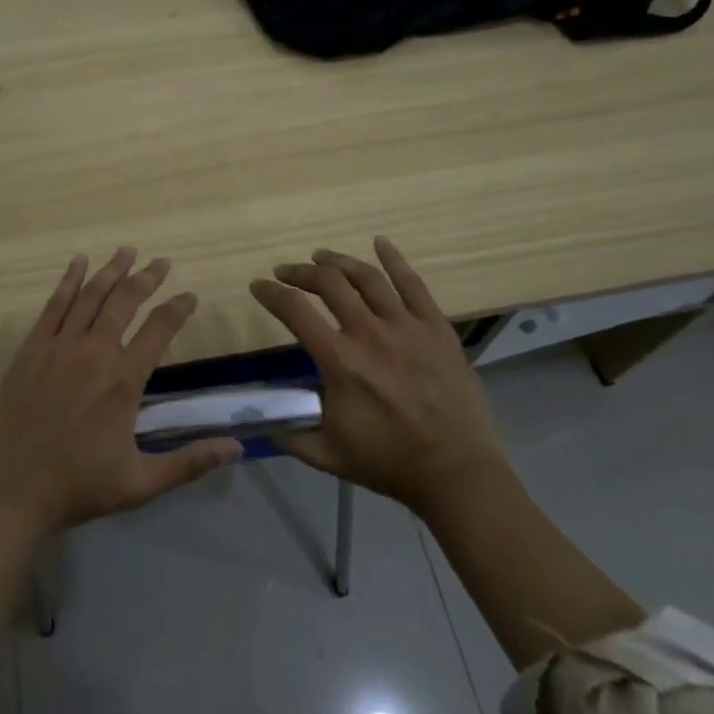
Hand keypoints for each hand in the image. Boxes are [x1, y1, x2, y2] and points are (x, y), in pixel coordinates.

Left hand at [0, 248, 242, 535]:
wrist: (9, 492)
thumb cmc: (77, 488)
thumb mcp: (141, 484)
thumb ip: (190, 462)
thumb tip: (238, 447)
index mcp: (123, 381)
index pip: (159, 329)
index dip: (178, 308)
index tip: (190, 296)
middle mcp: (94, 353)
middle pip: (125, 301)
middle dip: (146, 278)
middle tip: (161, 262)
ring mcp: (58, 347)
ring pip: (90, 295)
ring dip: (111, 271)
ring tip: (127, 251)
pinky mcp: (31, 349)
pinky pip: (53, 305)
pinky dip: (68, 280)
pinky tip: (79, 263)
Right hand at [250, 237, 503, 513]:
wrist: (455, 471)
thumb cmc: (388, 462)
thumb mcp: (327, 455)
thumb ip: (289, 435)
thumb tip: (261, 421)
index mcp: (340, 361)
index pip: (294, 310)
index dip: (270, 293)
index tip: (258, 286)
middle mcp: (369, 333)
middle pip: (328, 283)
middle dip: (300, 272)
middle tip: (287, 272)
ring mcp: (407, 326)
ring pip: (367, 277)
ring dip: (338, 261)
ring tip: (321, 256)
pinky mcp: (436, 328)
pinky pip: (414, 284)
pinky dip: (394, 259)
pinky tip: (380, 242)